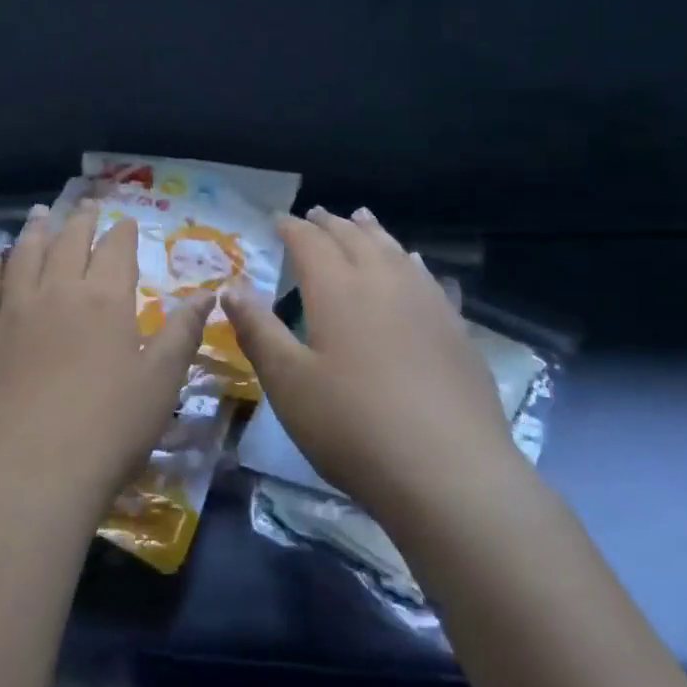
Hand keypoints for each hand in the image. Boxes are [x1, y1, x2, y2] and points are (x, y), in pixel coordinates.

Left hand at [0, 200, 215, 518]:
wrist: (32, 473)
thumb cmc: (109, 429)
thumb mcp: (161, 382)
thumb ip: (182, 332)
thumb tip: (207, 294)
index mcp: (105, 299)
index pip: (115, 249)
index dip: (122, 232)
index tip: (124, 222)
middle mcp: (57, 291)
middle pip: (68, 242)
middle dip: (80, 221)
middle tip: (85, 206)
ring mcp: (14, 312)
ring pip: (24, 255)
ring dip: (34, 231)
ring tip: (40, 214)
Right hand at [224, 207, 517, 520]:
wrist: (449, 473)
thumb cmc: (353, 427)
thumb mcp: (288, 383)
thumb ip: (258, 330)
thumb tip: (231, 288)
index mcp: (337, 289)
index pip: (310, 242)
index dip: (292, 228)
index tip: (279, 220)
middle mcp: (383, 281)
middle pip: (354, 238)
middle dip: (330, 223)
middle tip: (316, 214)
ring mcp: (426, 302)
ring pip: (394, 250)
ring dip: (372, 232)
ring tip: (361, 218)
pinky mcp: (456, 329)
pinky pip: (428, 278)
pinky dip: (412, 262)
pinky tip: (416, 264)